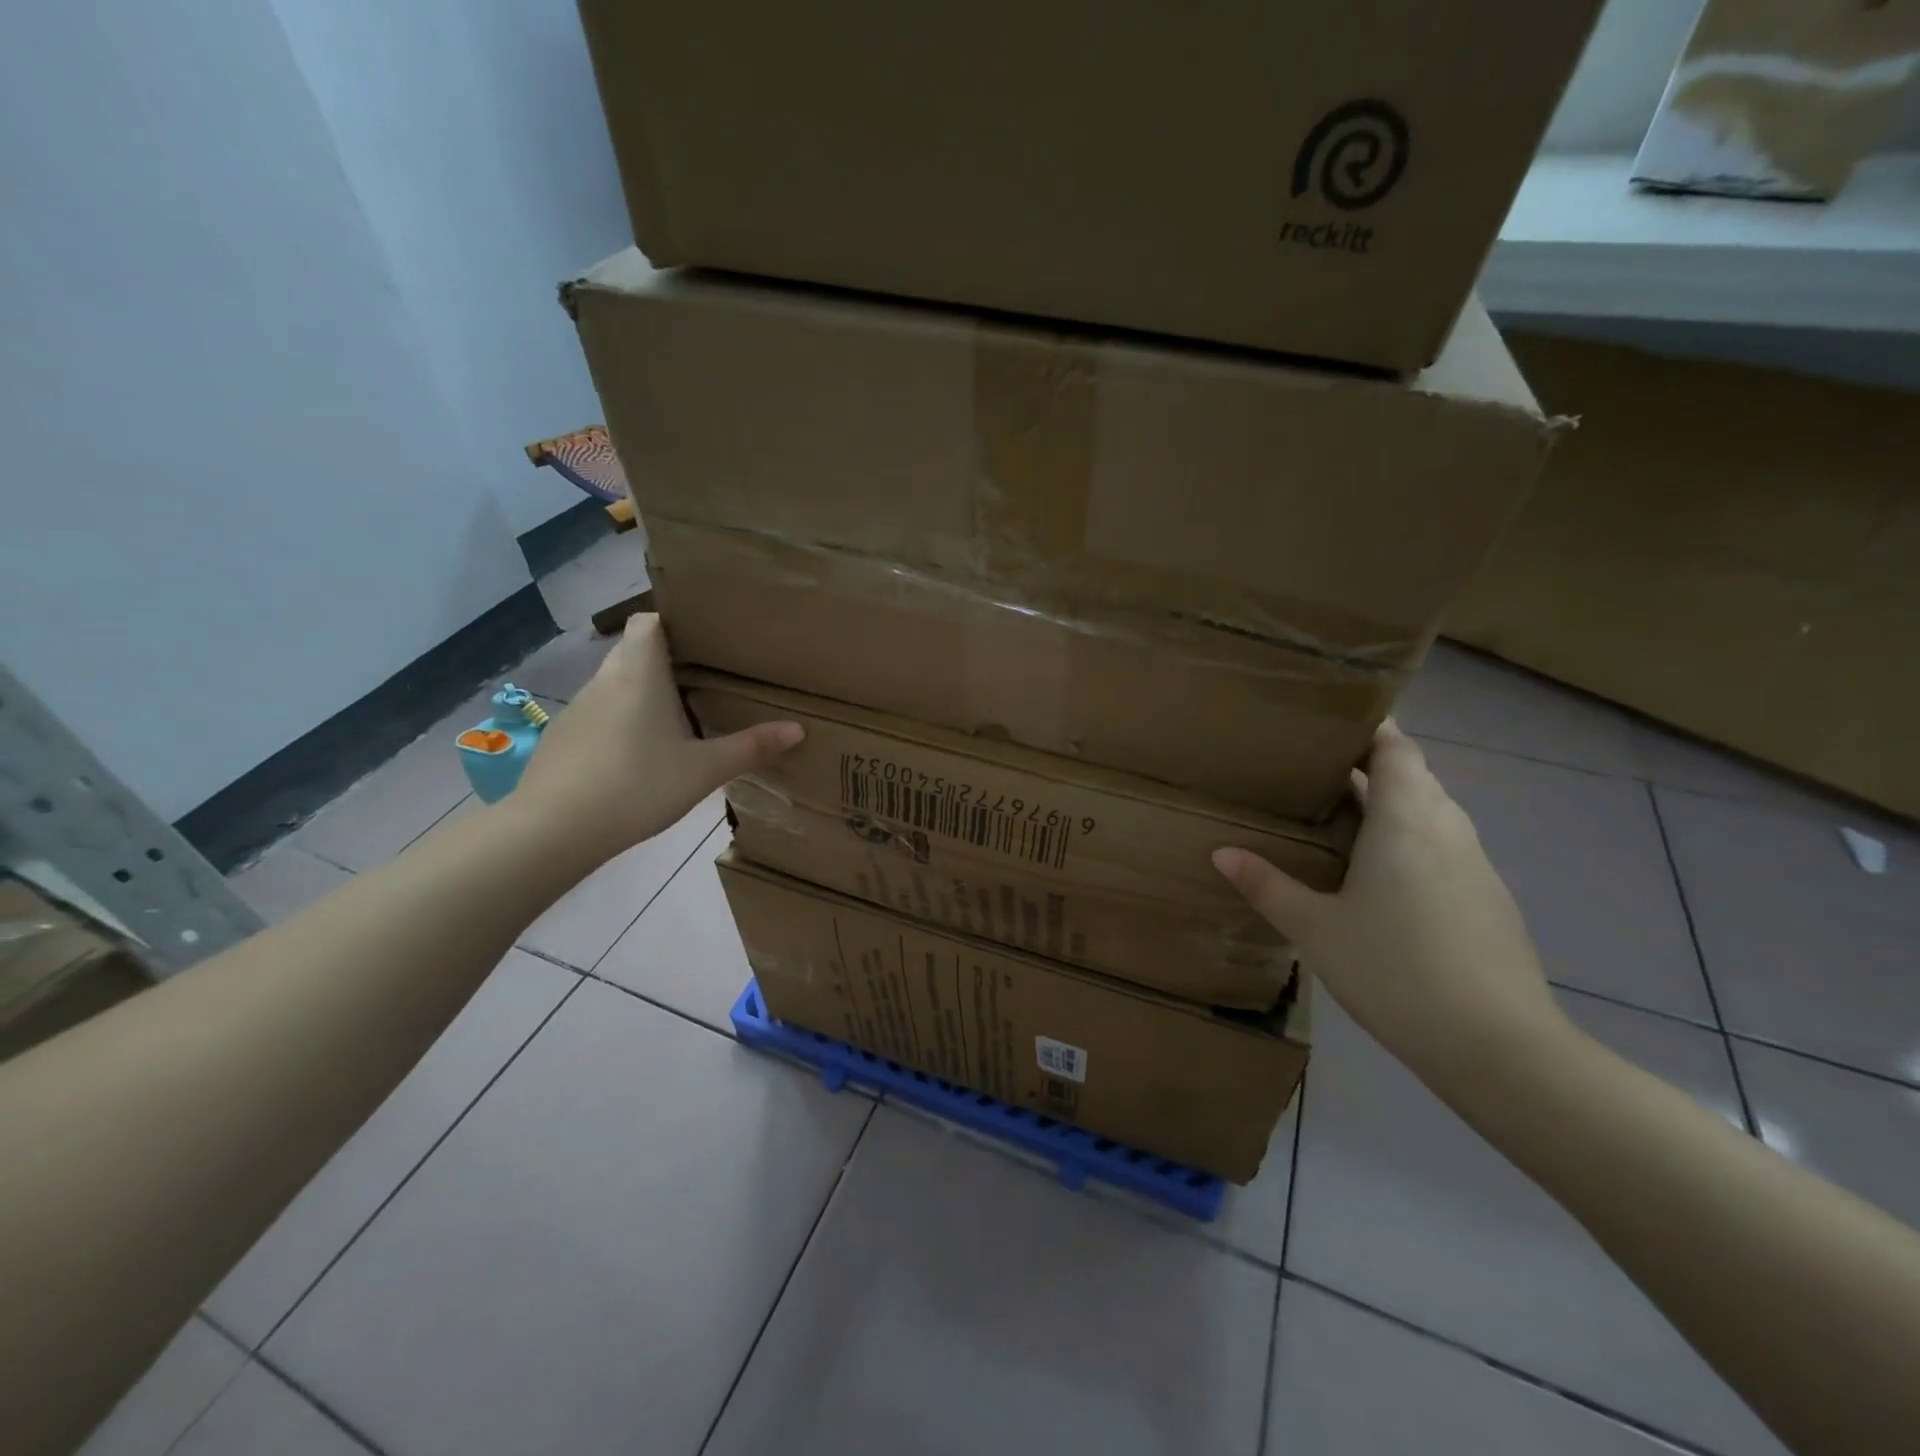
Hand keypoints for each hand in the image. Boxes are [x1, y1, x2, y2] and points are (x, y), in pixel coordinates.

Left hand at [513, 615, 801, 863]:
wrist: (553, 830)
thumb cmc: (636, 786)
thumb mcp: (703, 770)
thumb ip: (751, 747)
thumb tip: (798, 729)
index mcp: (638, 673)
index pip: (649, 621)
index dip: (675, 623)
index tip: (706, 640)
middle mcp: (604, 680)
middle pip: (635, 651)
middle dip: (667, 660)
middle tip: (707, 680)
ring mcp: (578, 709)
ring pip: (616, 684)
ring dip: (644, 693)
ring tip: (679, 717)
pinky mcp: (563, 739)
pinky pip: (600, 715)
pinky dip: (622, 722)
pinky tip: (639, 756)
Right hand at [1214, 720, 1573, 1086]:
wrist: (1498, 1047)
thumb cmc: (1396, 970)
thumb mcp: (1316, 928)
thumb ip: (1268, 885)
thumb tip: (1221, 853)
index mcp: (1407, 819)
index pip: (1395, 746)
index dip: (1368, 726)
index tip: (1328, 719)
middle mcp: (1447, 828)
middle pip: (1412, 774)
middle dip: (1368, 763)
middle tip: (1313, 768)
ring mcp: (1474, 864)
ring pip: (1429, 811)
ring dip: (1389, 803)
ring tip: (1337, 814)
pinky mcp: (1486, 898)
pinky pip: (1442, 845)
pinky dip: (1408, 839)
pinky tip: (1376, 874)